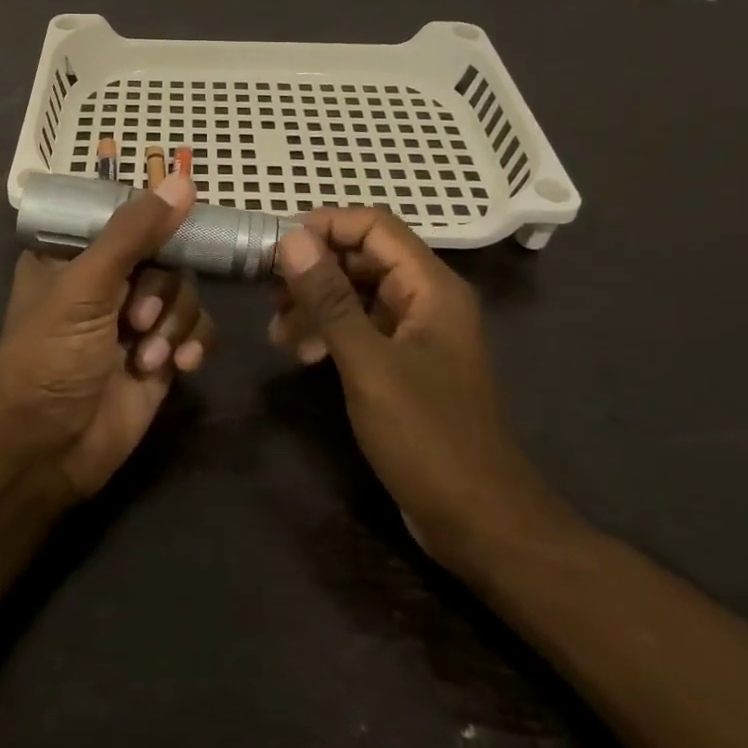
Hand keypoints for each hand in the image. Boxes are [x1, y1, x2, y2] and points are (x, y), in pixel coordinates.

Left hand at [0, 173, 214, 501]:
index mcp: (74, 254)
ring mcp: (136, 319)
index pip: (125, 217)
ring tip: (149, 357)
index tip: (176, 228)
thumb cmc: (50, 357)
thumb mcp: (85, 286)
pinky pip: (198, 328)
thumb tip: (183, 180)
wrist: (47, 452)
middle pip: (165, 254)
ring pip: (185, 291)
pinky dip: (195, 341)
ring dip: (175, 323)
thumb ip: (134, 233)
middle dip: (160, 290)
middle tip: (138, 320)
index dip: (153, 221)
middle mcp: (107, 281)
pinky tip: (182, 364)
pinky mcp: (161, 354)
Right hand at [270, 208, 567, 571]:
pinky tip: (302, 354)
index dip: (325, 226)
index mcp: (431, 286)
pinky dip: (331, 332)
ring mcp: (418, 333)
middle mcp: (427, 299)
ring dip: (316, 304)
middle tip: (268, 295)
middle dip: (314, 270)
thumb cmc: (427, 436)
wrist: (480, 521)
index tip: (276, 248)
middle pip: (364, 258)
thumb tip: (291, 238)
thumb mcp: (368, 364)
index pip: (374, 226)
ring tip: (277, 333)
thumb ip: (329, 299)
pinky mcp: (406, 363)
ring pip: (359, 294)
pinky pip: (363, 328)